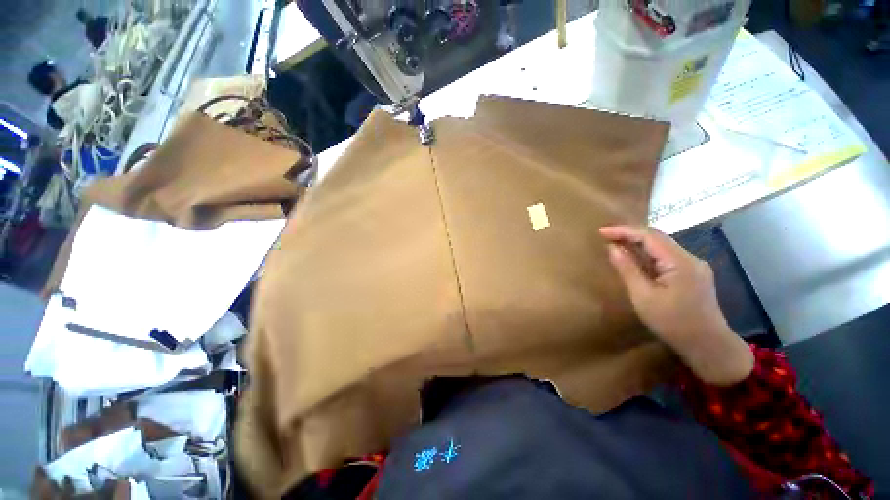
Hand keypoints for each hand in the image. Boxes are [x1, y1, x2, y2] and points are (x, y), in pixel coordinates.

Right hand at [599, 225, 753, 385]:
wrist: (709, 346)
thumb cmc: (673, 323)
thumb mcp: (643, 297)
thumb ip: (627, 269)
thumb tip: (612, 248)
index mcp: (680, 262)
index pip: (649, 236)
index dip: (623, 231)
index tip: (601, 232)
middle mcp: (690, 258)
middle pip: (657, 237)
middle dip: (630, 234)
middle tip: (606, 236)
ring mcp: (695, 265)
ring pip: (662, 246)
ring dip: (638, 243)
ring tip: (616, 243)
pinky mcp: (693, 274)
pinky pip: (667, 256)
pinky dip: (648, 253)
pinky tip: (636, 258)